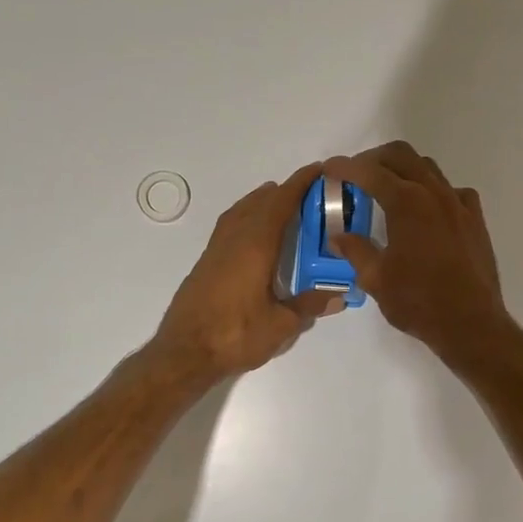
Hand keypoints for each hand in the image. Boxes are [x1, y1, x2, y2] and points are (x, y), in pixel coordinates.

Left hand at [151, 161, 340, 381]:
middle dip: (283, 191)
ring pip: (240, 213)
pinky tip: (252, 233)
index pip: (280, 204)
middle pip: (259, 203)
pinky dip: (246, 217)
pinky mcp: (205, 263)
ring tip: (279, 202)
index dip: (299, 184)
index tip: (318, 170)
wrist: (184, 352)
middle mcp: (234, 240)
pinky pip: (229, 226)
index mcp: (255, 246)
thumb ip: (309, 306)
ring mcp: (215, 250)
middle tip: (307, 190)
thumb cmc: (235, 336)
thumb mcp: (280, 325)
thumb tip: (339, 296)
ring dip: (260, 202)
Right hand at [324, 141, 515, 366]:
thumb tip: (337, 236)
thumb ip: (355, 250)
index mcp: (406, 203)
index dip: (345, 167)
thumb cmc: (418, 302)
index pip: (369, 172)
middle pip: (401, 156)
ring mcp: (458, 203)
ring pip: (427, 168)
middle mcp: (433, 193)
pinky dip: (432, 190)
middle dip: (374, 159)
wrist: (471, 323)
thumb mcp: (376, 279)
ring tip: (386, 190)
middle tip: (356, 175)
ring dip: (403, 170)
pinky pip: (451, 190)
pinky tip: (425, 211)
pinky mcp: (474, 218)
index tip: (329, 169)